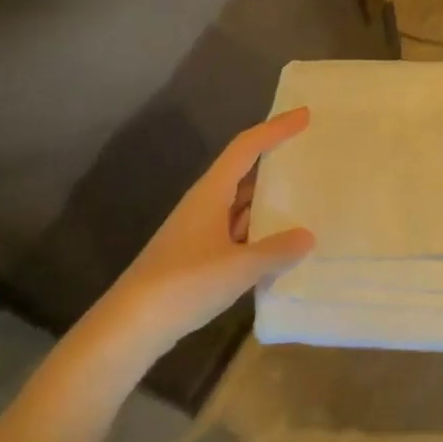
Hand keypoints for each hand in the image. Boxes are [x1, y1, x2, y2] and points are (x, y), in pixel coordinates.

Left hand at [99, 108, 315, 353]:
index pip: (246, 147)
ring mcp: (199, 231)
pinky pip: (237, 230)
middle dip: (275, 160)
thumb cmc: (184, 284)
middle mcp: (205, 204)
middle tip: (310, 153)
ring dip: (269, 197)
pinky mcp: (198, 255)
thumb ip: (277, 250)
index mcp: (211, 193)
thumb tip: (308, 236)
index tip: (304, 115)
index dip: (275, 129)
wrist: (131, 325)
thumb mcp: (239, 267)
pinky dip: (260, 229)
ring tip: (306, 196)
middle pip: (244, 170)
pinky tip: (280, 242)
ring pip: (240, 203)